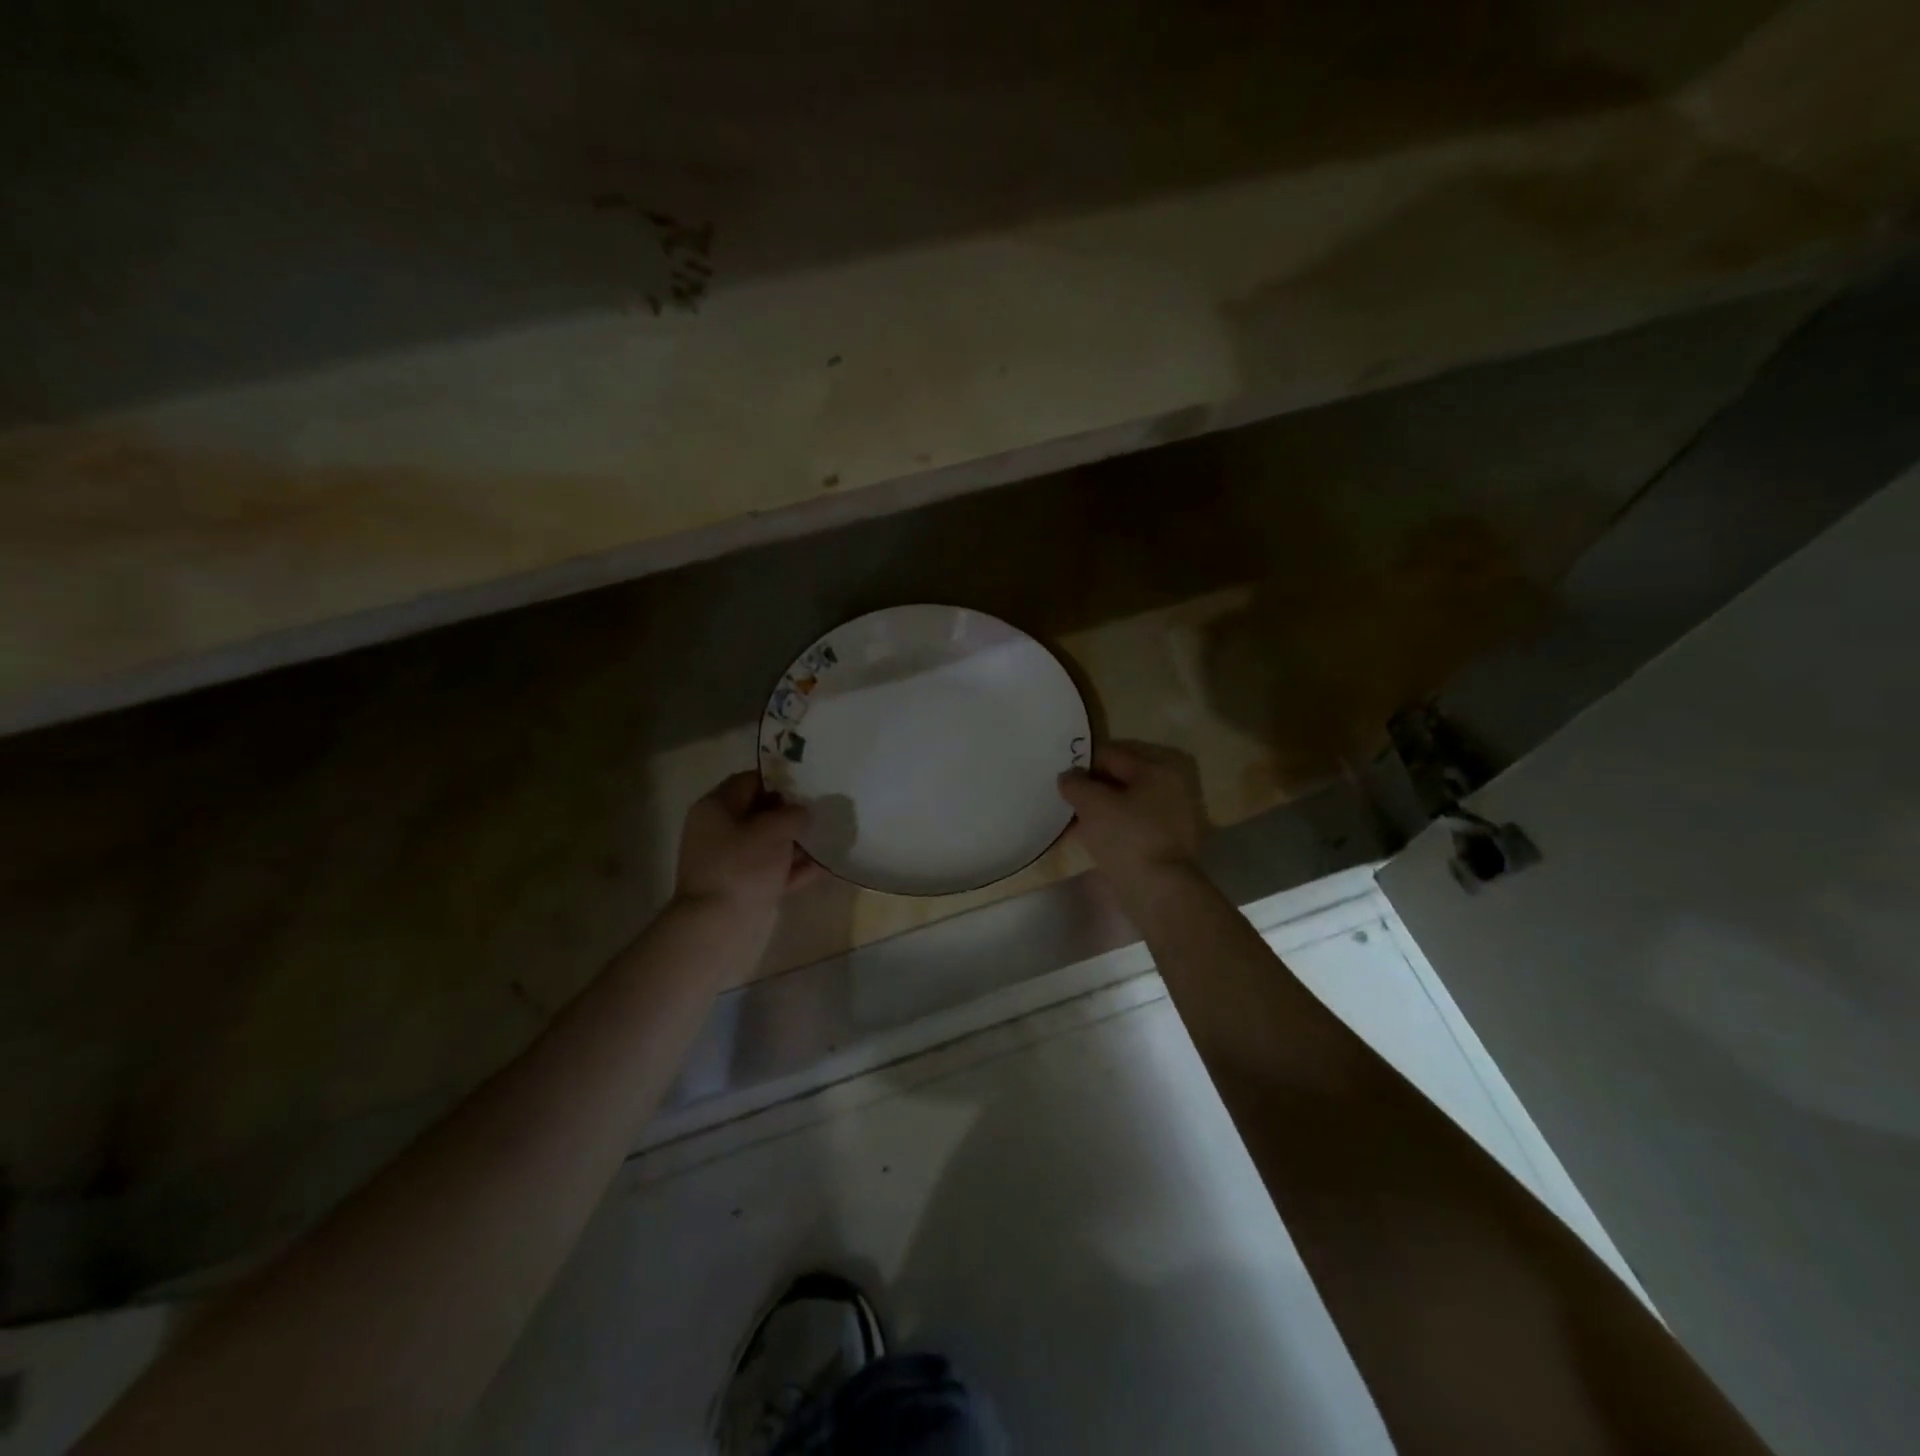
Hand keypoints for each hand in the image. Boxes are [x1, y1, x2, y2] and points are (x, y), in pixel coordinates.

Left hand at [675, 772, 822, 916]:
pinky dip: (794, 869)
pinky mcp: (743, 888)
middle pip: (761, 813)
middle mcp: (719, 831)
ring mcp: (731, 862)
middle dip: (792, 813)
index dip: (780, 779)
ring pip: (769, 844)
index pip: (749, 781)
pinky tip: (824, 867)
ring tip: (829, 838)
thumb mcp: (773, 830)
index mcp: (716, 808)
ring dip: (797, 843)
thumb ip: (793, 814)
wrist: (719, 927)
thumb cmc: (742, 867)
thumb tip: (802, 812)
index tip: (809, 783)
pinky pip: (773, 871)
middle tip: (823, 810)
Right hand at [1058, 741, 1206, 889]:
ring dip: (1100, 811)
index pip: (1110, 754)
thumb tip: (1069, 777)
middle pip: (1120, 780)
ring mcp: (1172, 818)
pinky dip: (1112, 829)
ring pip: (1125, 805)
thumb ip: (1075, 783)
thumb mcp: (1092, 803)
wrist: (1159, 890)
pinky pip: (1132, 827)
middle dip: (1091, 789)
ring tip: (1074, 824)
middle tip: (1066, 802)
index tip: (1061, 780)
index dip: (1081, 764)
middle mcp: (1170, 788)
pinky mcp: (1167, 844)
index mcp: (1156, 770)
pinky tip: (1092, 841)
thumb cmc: (1126, 837)